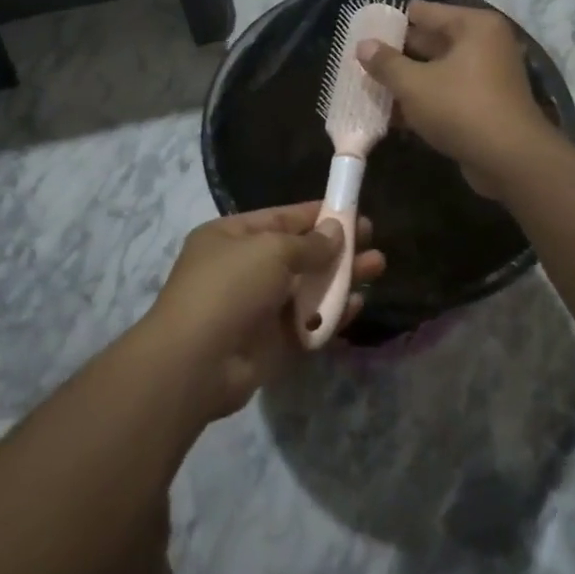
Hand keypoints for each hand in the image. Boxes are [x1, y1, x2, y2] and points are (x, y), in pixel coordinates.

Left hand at [142, 203, 386, 418]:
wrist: (197, 362)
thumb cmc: (229, 288)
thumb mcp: (270, 251)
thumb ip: (308, 243)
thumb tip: (335, 232)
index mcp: (232, 237)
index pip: (281, 219)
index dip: (317, 215)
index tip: (351, 211)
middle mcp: (244, 269)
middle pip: (299, 253)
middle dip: (336, 247)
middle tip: (371, 240)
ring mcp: (258, 307)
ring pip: (308, 288)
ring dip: (341, 278)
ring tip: (377, 266)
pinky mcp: (273, 342)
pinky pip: (308, 322)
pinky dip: (332, 313)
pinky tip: (358, 303)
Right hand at [358, 0, 562, 198]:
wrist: (509, 160)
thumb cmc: (460, 108)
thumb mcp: (414, 85)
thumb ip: (386, 63)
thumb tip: (363, 44)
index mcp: (473, 26)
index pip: (423, 12)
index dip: (392, 22)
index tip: (363, 33)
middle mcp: (484, 44)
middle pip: (431, 40)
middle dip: (397, 53)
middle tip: (362, 62)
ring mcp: (487, 75)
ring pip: (436, 71)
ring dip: (408, 80)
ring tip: (369, 87)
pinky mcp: (484, 104)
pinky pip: (446, 93)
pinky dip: (424, 100)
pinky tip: (392, 114)